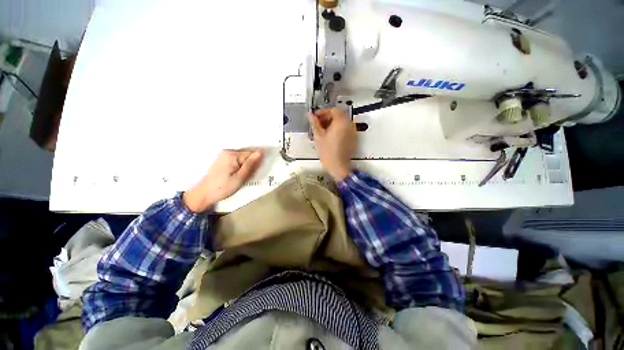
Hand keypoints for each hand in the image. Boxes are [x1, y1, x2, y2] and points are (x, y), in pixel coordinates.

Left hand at [183, 149, 262, 211]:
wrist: (204, 194)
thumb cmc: (223, 187)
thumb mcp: (240, 177)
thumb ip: (251, 164)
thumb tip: (261, 152)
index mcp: (232, 155)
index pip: (252, 153)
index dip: (256, 163)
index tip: (254, 172)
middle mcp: (228, 151)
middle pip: (247, 155)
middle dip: (251, 164)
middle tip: (247, 176)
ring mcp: (224, 155)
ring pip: (243, 158)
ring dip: (245, 166)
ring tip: (242, 177)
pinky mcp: (222, 159)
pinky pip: (237, 160)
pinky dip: (240, 167)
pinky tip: (237, 175)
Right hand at [307, 108, 356, 180]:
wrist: (338, 166)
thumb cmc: (328, 152)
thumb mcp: (318, 136)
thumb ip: (314, 123)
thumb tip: (310, 115)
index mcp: (341, 122)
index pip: (333, 110)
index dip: (323, 112)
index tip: (315, 116)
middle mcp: (349, 125)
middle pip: (339, 115)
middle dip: (327, 117)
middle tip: (318, 122)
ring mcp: (352, 131)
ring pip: (342, 122)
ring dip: (332, 122)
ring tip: (322, 129)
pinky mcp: (352, 138)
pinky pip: (345, 128)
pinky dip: (337, 128)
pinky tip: (329, 135)